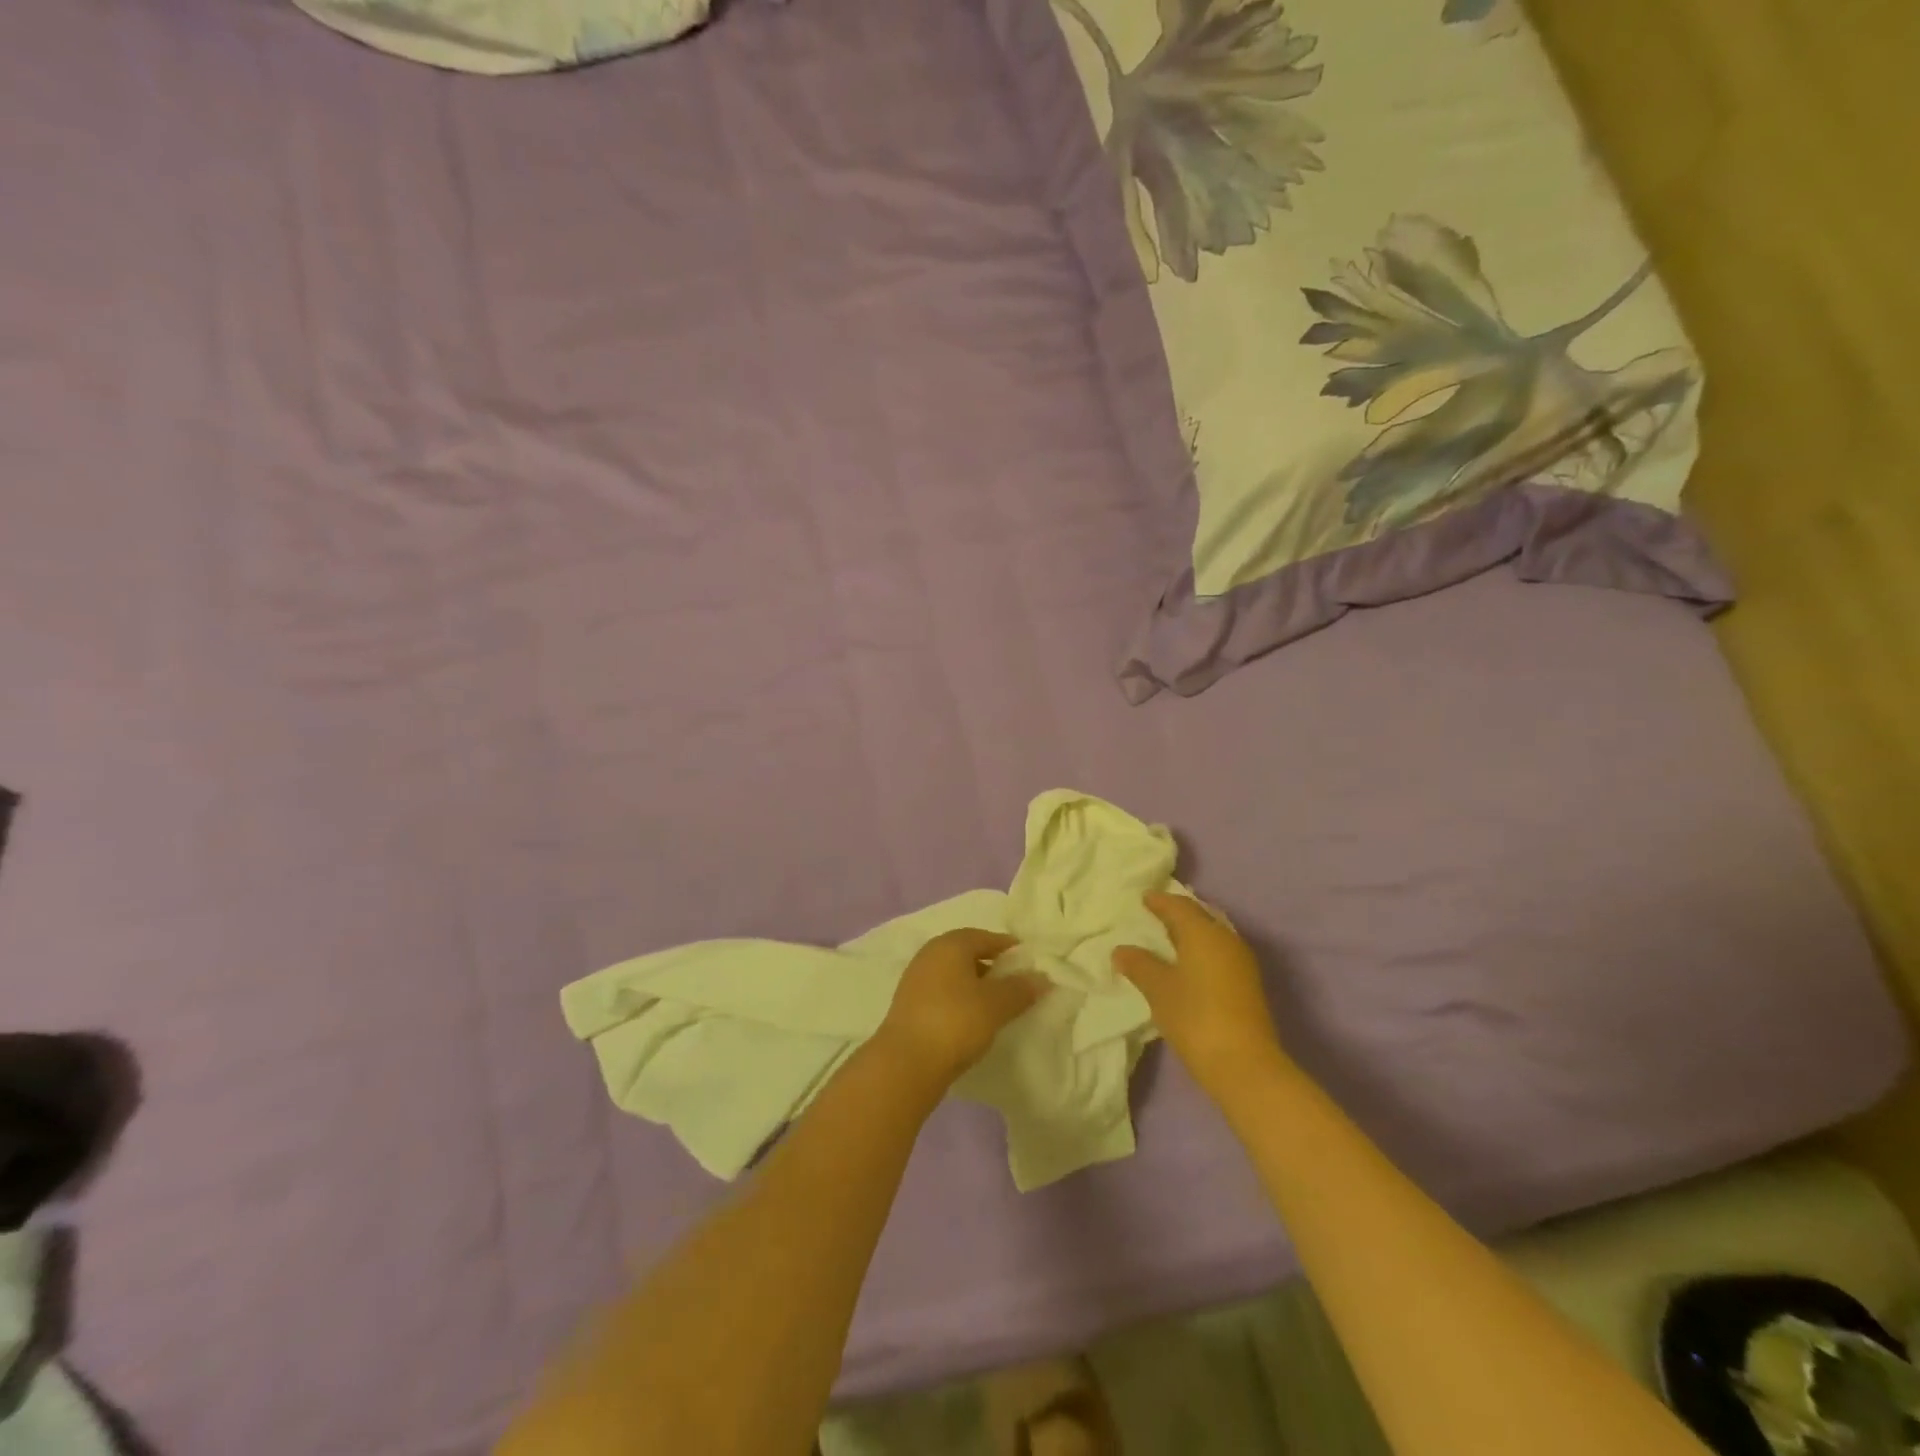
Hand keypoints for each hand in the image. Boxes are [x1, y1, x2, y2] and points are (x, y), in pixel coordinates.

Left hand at [874, 929, 1047, 1090]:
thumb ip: (1020, 989)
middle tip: (1014, 981)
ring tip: (996, 1003)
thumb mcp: (996, 1005)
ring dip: (974, 984)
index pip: (984, 936)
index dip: (1007, 947)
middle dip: (991, 965)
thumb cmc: (956, 1021)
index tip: (1026, 960)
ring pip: (953, 974)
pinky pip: (942, 993)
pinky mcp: (908, 1005)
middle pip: (966, 953)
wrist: (906, 1062)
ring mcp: (915, 980)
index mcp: (950, 944)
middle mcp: (930, 955)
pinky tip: (972, 1019)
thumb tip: (1042, 977)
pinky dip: (959, 999)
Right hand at [1113, 893, 1292, 1103]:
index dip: (1160, 901)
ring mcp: (1241, 963)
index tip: (1144, 898)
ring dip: (1190, 934)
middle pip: (1199, 917)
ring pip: (1212, 936)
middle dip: (1177, 914)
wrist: (1244, 1065)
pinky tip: (1186, 965)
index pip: (1179, 906)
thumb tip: (1121, 950)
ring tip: (1167, 939)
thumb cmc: (1195, 1017)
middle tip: (1155, 914)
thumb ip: (1139, 965)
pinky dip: (1200, 951)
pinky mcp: (1247, 985)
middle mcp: (1226, 940)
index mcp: (1204, 933)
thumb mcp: (1158, 989)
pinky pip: (1219, 953)